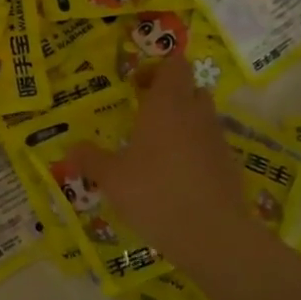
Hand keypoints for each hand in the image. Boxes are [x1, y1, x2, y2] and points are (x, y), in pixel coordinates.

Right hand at [69, 55, 254, 271]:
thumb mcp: (111, 178)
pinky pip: (210, 146)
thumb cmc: (155, 194)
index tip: (137, 85)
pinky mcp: (229, 166)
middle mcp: (196, 114)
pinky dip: (195, 152)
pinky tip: (176, 177)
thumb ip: (90, 159)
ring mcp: (217, 140)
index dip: (158, 68)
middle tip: (143, 115)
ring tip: (156, 149)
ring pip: (202, 117)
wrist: (212, 235)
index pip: (175, 65)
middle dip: (170, 95)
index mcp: (167, 105)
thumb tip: (71, 148)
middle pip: (190, 88)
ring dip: (183, 124)